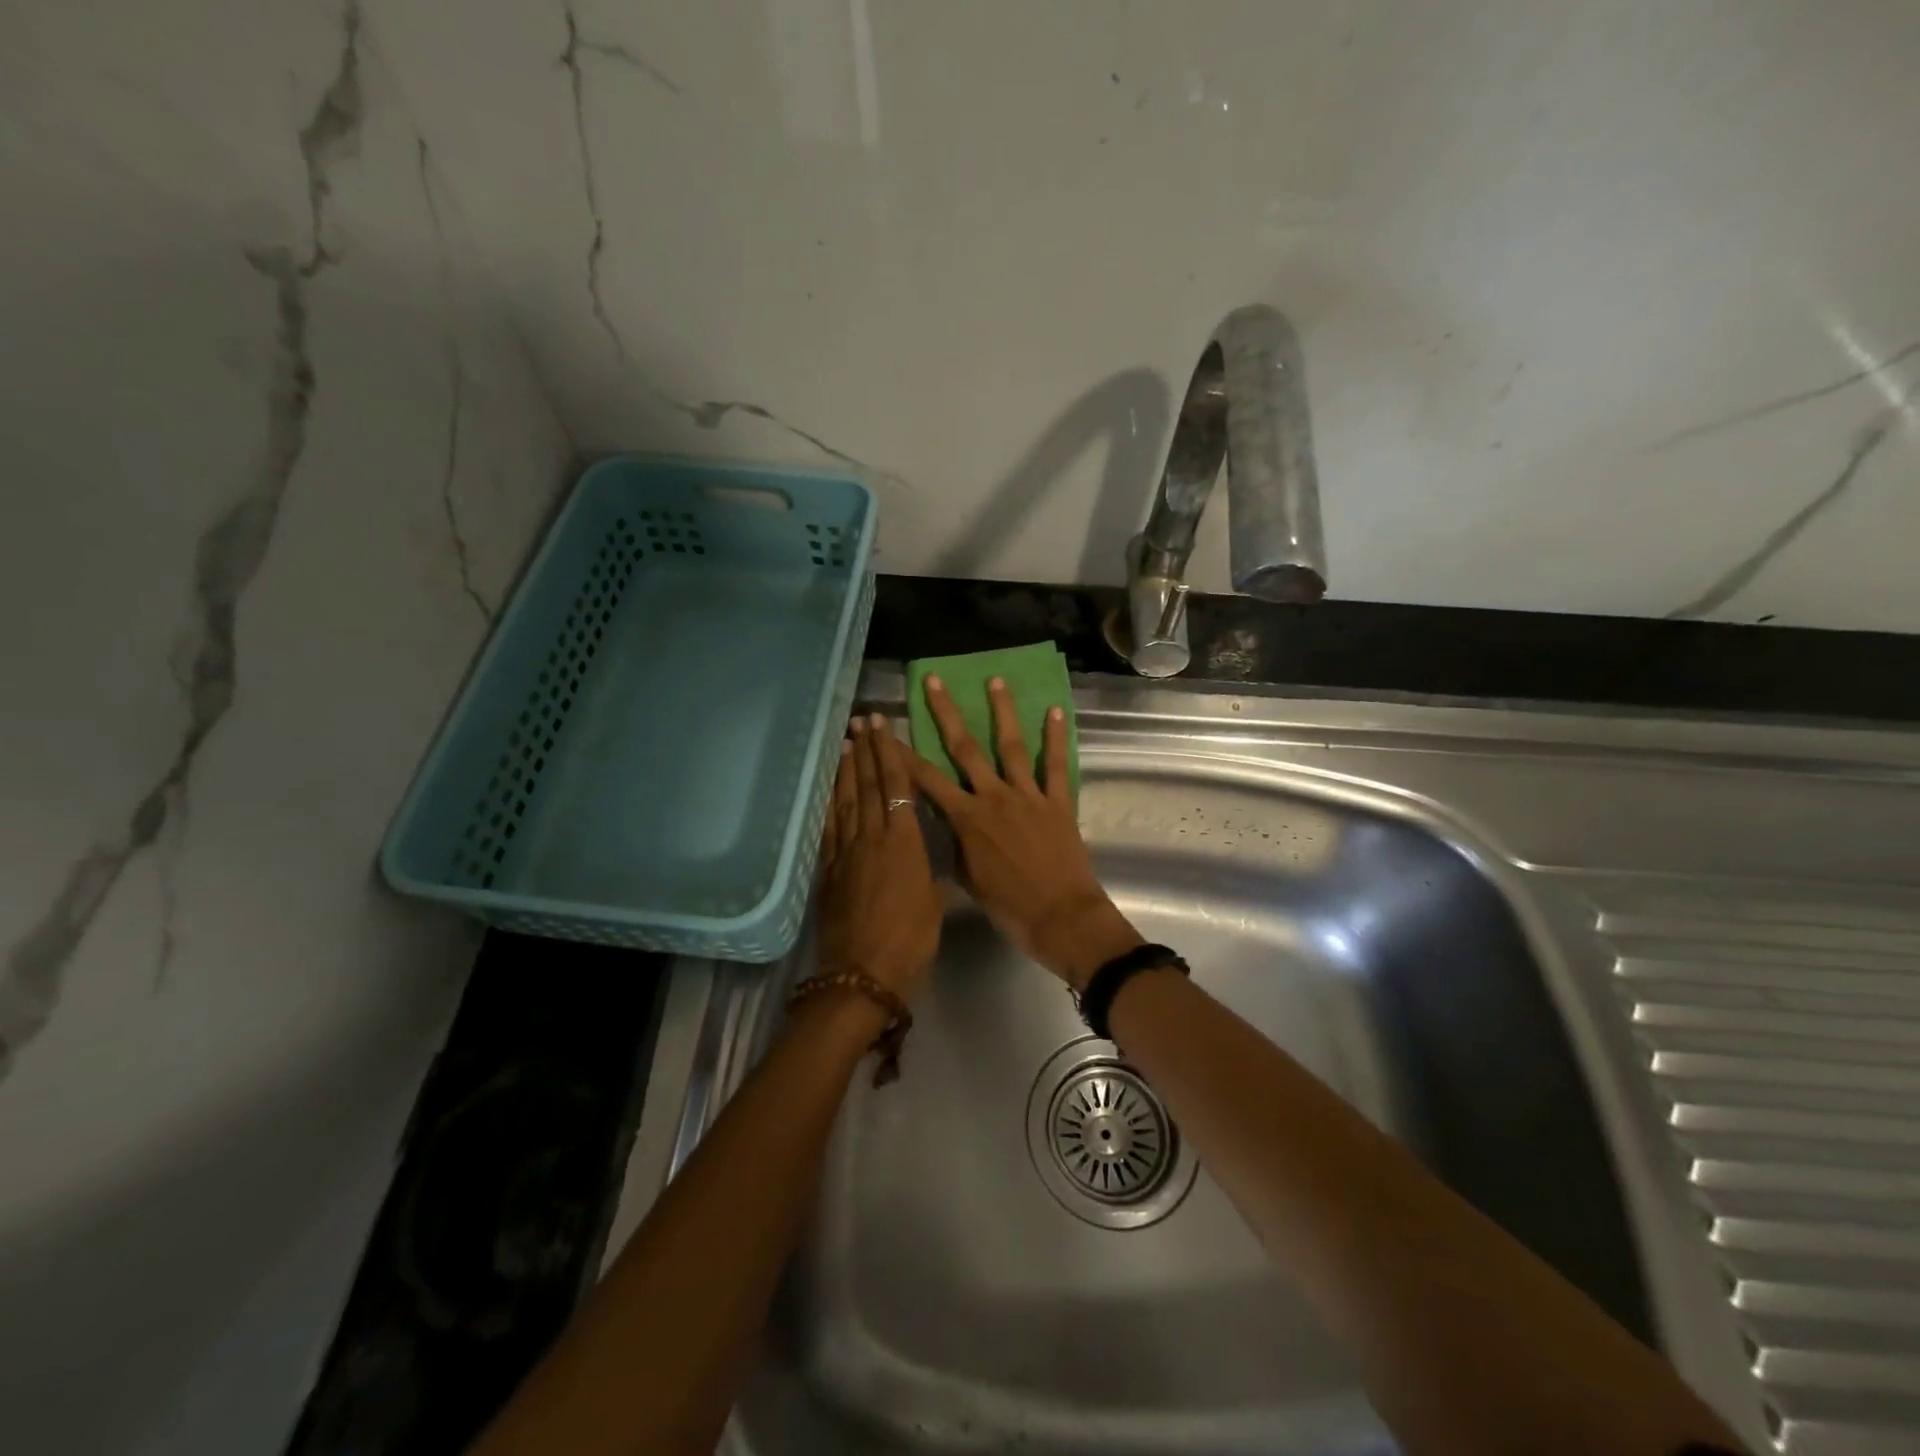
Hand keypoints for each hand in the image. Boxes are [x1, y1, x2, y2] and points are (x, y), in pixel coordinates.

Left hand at [815, 714, 942, 1000]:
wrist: (863, 973)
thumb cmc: (911, 940)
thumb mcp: (934, 905)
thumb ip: (929, 877)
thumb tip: (928, 866)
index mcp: (906, 843)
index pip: (897, 786)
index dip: (890, 753)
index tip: (884, 726)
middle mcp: (874, 838)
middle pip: (869, 785)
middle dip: (867, 750)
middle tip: (862, 720)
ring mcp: (847, 852)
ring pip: (846, 801)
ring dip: (846, 770)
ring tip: (845, 742)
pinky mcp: (828, 869)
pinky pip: (829, 827)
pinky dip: (829, 803)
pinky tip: (829, 788)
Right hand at [905, 676, 1142, 990]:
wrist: (1061, 918)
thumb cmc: (1009, 908)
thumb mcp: (968, 879)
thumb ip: (956, 845)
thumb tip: (946, 823)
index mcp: (967, 820)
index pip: (927, 780)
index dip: (904, 754)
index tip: (887, 728)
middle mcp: (994, 798)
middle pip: (965, 748)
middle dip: (946, 712)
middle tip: (934, 680)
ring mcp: (1028, 796)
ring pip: (1011, 746)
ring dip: (1002, 710)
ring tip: (995, 679)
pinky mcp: (1059, 802)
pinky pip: (1057, 765)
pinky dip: (1056, 738)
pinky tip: (1055, 710)